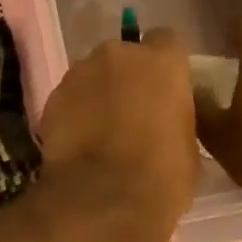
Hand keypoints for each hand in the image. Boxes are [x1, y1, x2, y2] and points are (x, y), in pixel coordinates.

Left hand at [37, 29, 198, 241]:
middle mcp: (118, 55)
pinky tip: (79, 141)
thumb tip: (167, 119)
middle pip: (124, 55)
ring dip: (98, 93)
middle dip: (127, 77)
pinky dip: (75, 111)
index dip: (166, 65)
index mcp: (162, 62)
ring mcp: (79, 72)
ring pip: (93, 74)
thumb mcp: (189, 146)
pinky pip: (70, 97)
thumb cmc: (161, 176)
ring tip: (101, 130)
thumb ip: (177, 116)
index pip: (167, 41)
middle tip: (132, 111)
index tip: (166, 89)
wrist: (101, 200)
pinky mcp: (52, 96)